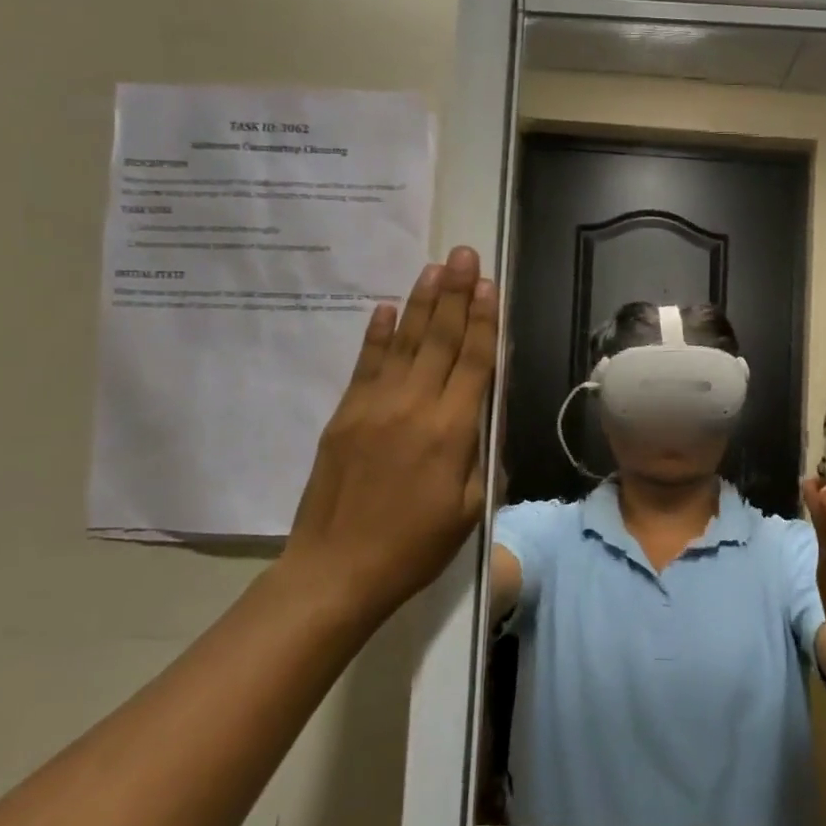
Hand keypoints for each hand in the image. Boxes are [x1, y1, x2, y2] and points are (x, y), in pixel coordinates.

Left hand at [282, 245, 497, 629]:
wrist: (336, 570)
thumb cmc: (415, 546)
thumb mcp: (470, 509)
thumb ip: (481, 457)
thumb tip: (484, 416)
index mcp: (452, 431)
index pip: (473, 361)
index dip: (483, 320)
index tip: (488, 284)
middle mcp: (414, 407)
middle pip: (439, 340)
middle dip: (455, 294)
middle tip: (463, 254)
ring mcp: (373, 406)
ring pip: (403, 343)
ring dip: (421, 302)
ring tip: (434, 267)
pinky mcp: (344, 415)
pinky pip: (365, 365)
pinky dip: (376, 334)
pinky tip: (386, 308)